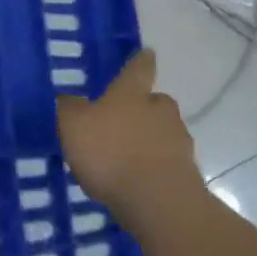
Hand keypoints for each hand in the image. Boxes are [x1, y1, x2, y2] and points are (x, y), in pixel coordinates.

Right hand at [57, 51, 199, 216]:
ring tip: (128, 154)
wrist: (159, 203)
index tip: (148, 52)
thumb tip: (69, 100)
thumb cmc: (111, 153)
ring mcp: (178, 142)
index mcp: (131, 94)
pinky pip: (168, 162)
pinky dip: (156, 165)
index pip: (138, 69)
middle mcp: (159, 111)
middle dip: (145, 106)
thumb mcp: (73, 125)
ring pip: (165, 132)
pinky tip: (138, 180)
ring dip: (151, 138)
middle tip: (126, 117)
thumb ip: (69, 109)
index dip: (141, 61)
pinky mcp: (187, 174)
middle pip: (156, 101)